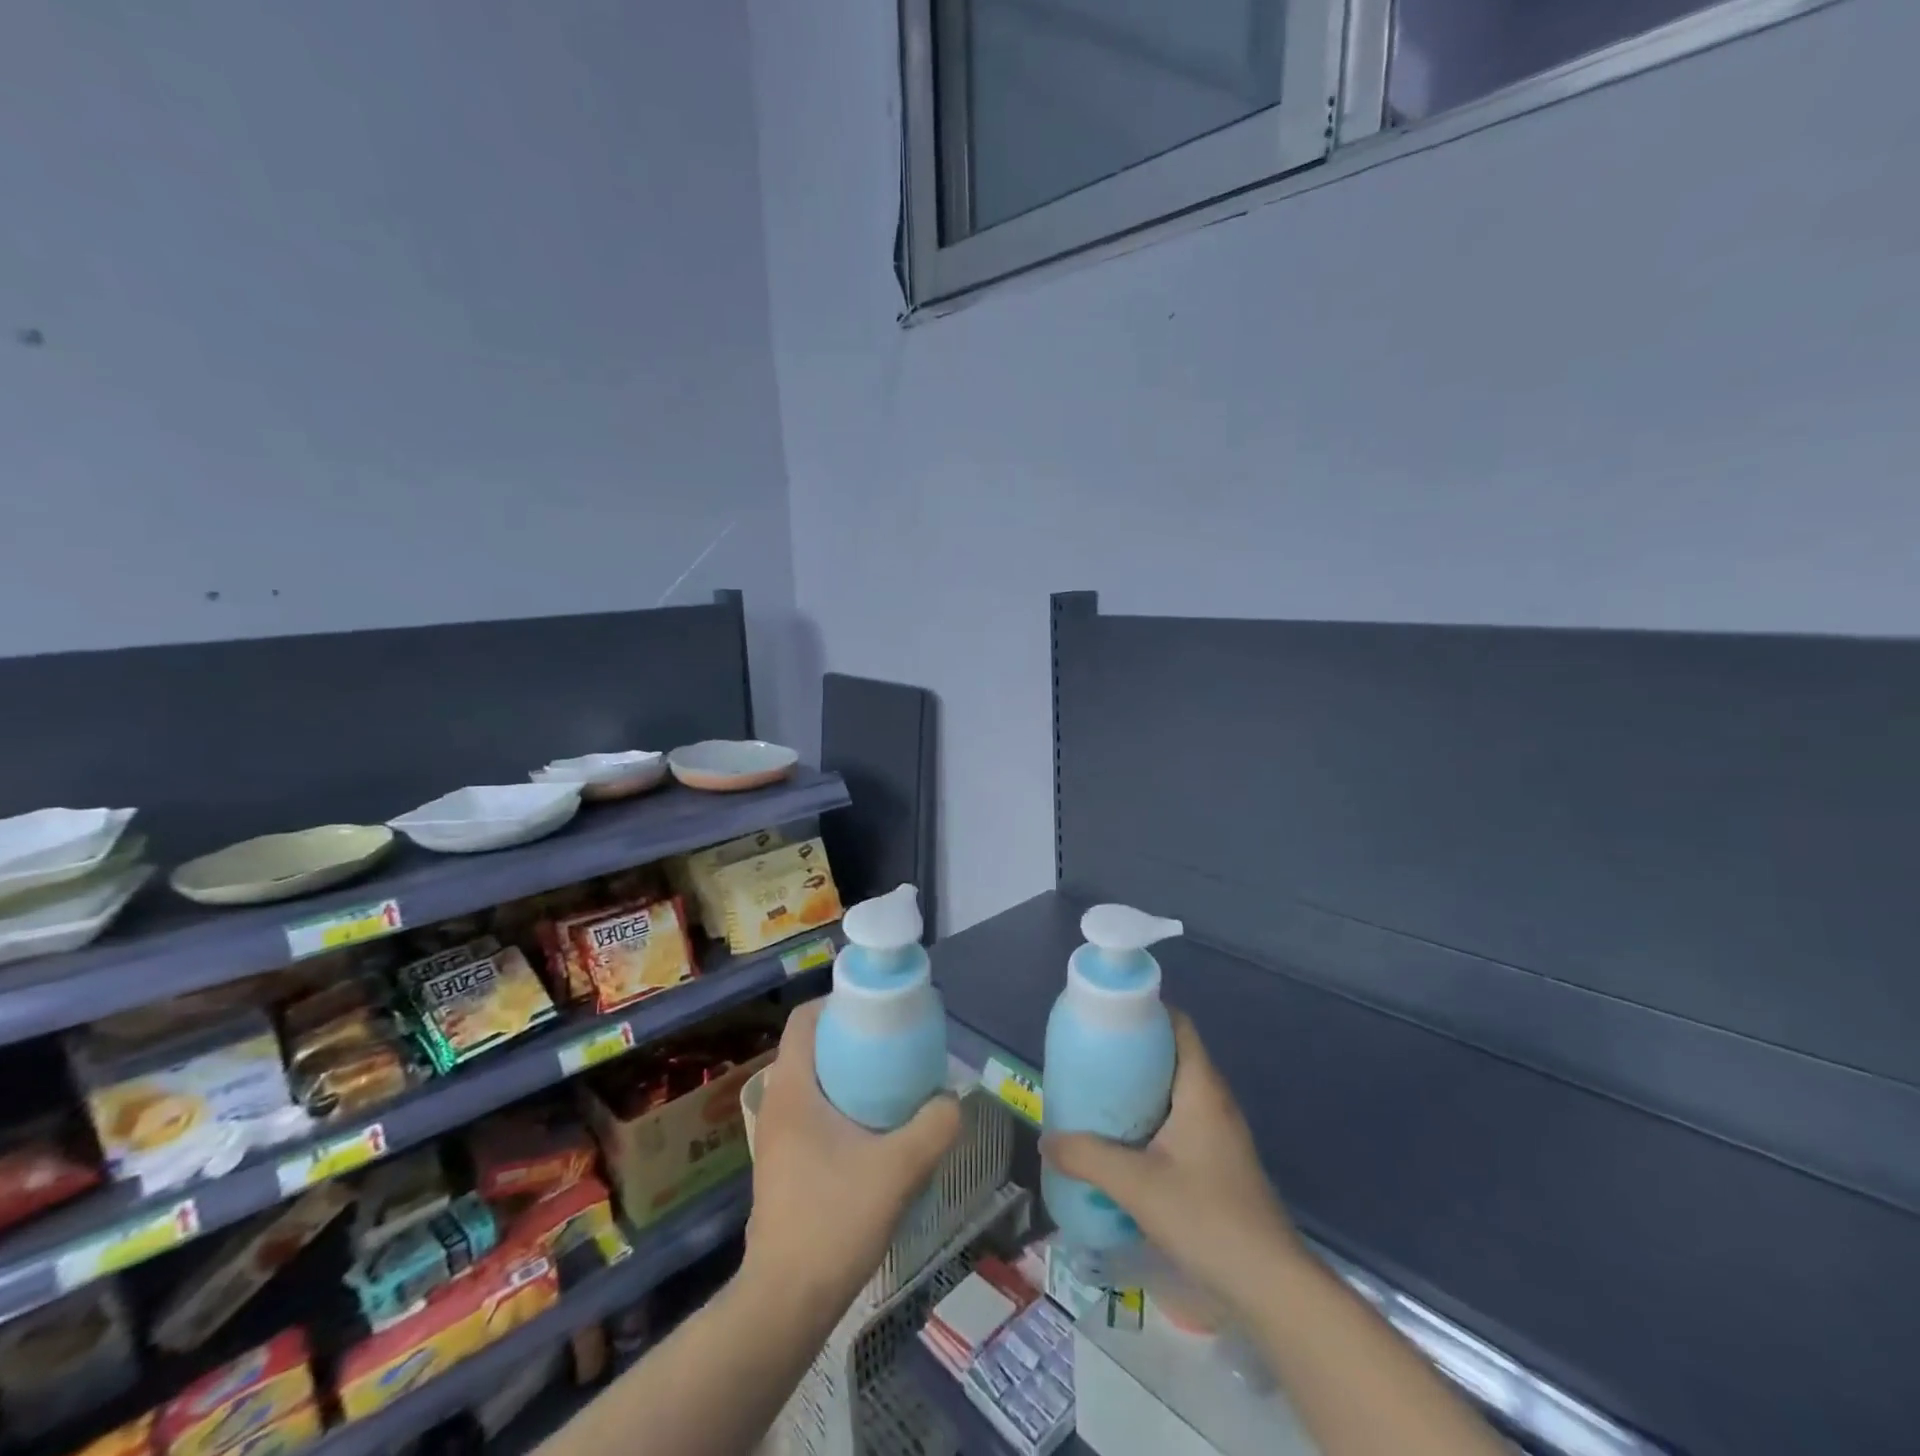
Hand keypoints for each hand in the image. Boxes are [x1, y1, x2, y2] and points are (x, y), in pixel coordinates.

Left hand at [743, 1001, 960, 1314]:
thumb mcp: (898, 1169)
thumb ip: (935, 1127)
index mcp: (792, 1089)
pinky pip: (816, 1112)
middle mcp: (779, 1104)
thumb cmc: (834, 1221)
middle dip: (854, 1038)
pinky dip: (845, 1105)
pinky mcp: (786, 1164)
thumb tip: (953, 1100)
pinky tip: (878, 1131)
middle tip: (897, 1044)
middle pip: (814, 1047)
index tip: (878, 1009)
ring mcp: (778, 1137)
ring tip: (894, 1084)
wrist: (786, 1303)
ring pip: (816, 1082)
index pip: (804, 1019)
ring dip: (851, 1075)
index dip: (839, 1002)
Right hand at [1043, 1010, 1301, 1316]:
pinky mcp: (1218, 1162)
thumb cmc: (1207, 1218)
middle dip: (1130, 1053)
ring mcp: (1219, 1133)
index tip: (1105, 1017)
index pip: (1177, 1024)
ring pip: (1173, 1091)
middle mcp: (1213, 1100)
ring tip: (1096, 1098)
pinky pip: (1177, 1121)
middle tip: (1088, 1059)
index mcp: (1200, 1087)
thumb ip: (1087, 1158)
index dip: (1144, 1011)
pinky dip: (1149, 1119)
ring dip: (1137, 1090)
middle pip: (1170, 1055)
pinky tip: (1122, 1144)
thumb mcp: (1137, 1186)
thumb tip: (1046, 1141)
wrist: (1271, 1288)